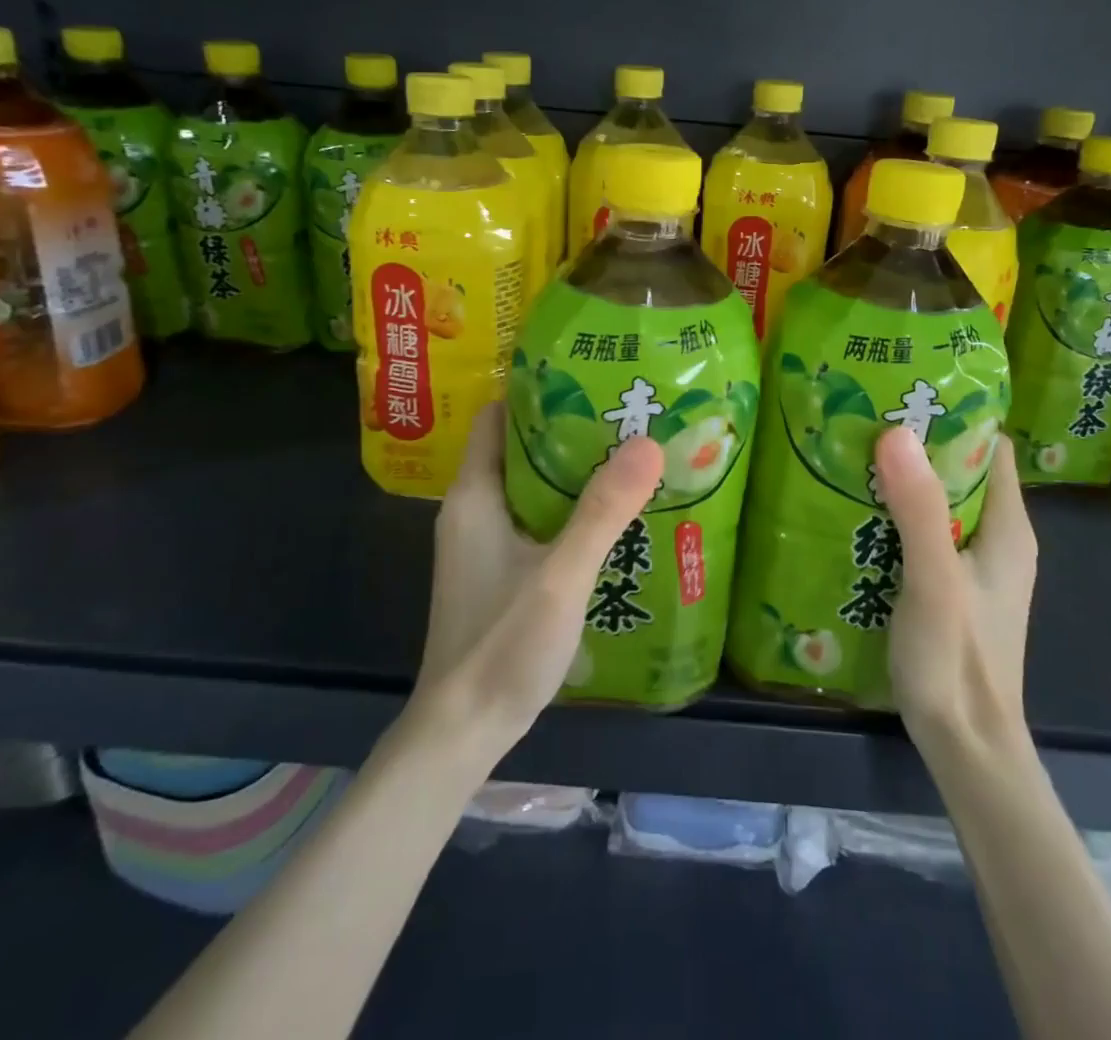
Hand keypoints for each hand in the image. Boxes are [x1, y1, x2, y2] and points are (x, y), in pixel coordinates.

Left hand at [417, 406, 664, 752]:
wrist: (462, 732)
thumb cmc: (502, 645)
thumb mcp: (560, 575)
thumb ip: (603, 511)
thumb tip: (647, 442)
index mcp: (475, 495)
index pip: (496, 417)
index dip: (536, 392)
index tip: (589, 378)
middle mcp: (474, 510)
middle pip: (519, 448)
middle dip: (568, 429)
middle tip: (625, 414)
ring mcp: (485, 544)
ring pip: (530, 486)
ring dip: (572, 471)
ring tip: (628, 455)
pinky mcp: (499, 571)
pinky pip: (536, 520)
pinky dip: (568, 508)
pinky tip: (611, 516)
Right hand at [874, 426, 1037, 753]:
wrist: (965, 746)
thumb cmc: (958, 661)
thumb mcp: (934, 580)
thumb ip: (918, 509)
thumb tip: (896, 431)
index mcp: (1008, 527)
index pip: (988, 446)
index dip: (954, 414)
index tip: (903, 390)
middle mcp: (996, 538)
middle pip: (959, 469)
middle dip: (916, 442)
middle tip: (862, 416)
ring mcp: (971, 564)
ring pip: (937, 501)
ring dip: (901, 478)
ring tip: (850, 451)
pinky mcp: (948, 586)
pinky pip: (922, 531)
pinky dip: (894, 513)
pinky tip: (854, 508)